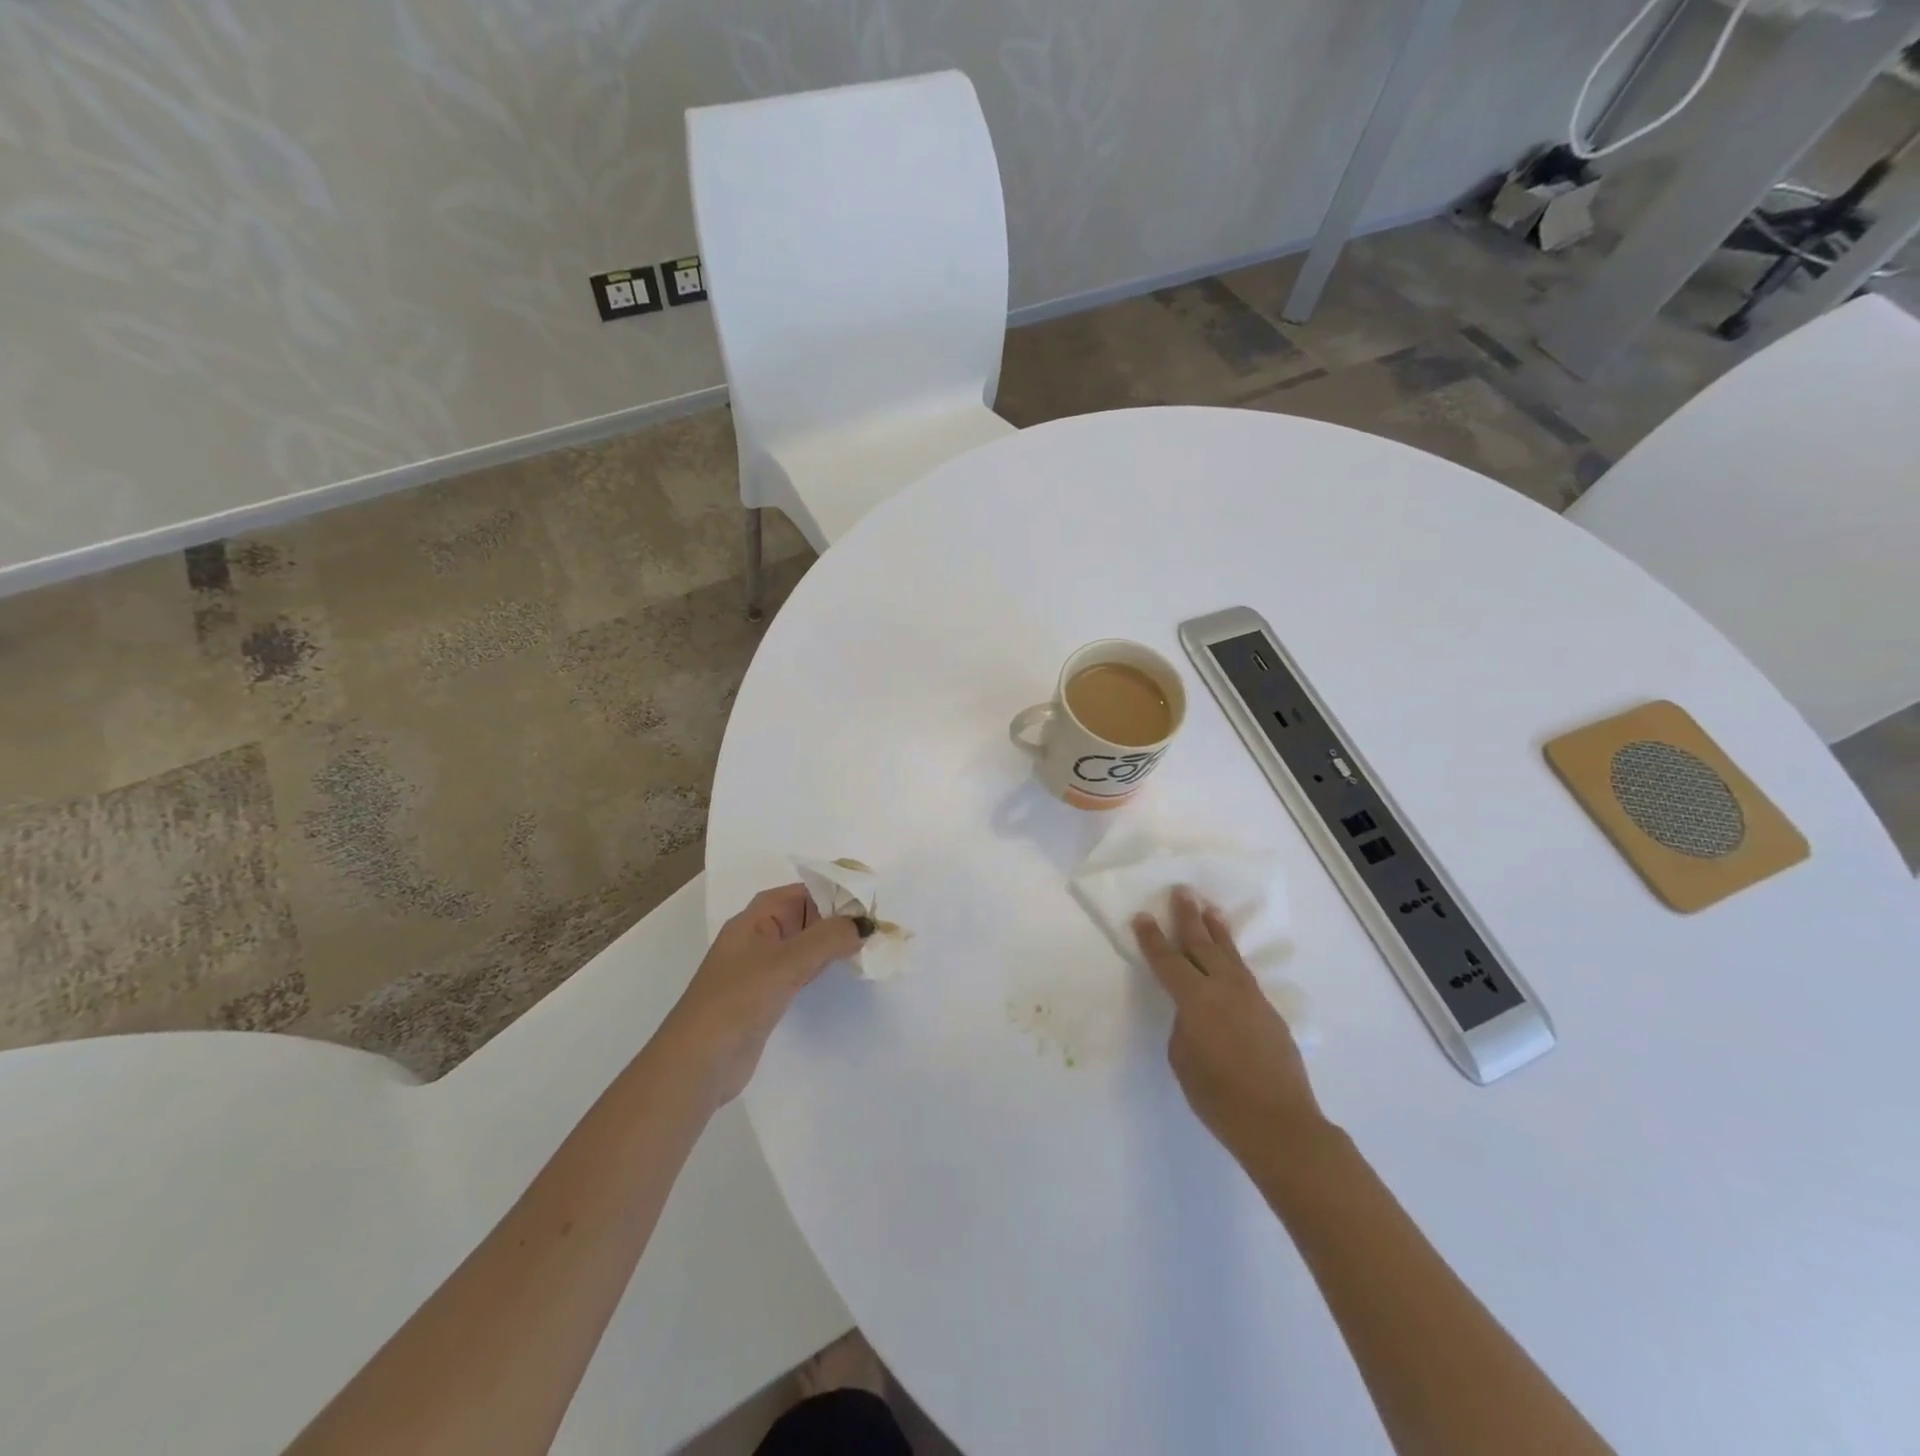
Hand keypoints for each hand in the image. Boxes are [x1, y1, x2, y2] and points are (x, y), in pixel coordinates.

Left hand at [663, 884, 864, 1108]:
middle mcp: (760, 935)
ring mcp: (762, 966)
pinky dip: (824, 967)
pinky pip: (803, 970)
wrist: (698, 1063)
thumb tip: (865, 924)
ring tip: (871, 947)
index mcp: (757, 916)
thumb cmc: (739, 1000)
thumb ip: (829, 938)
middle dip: (841, 919)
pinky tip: (844, 972)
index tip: (874, 903)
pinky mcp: (767, 995)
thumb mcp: (787, 962)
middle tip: (880, 927)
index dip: (839, 893)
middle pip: (808, 916)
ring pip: (807, 944)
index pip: (806, 891)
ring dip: (835, 943)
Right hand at [1133, 887, 1326, 1162]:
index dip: (1152, 938)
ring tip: (1210, 908)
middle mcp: (1223, 988)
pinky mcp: (1269, 1012)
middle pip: (1202, 944)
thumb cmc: (1218, 1097)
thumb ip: (1184, 1025)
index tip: (1142, 915)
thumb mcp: (1183, 1059)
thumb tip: (1195, 1013)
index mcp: (1195, 999)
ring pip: (1229, 954)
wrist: (1280, 1123)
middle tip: (1182, 891)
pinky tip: (1230, 956)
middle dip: (1188, 917)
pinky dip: (1233, 957)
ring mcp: (1251, 998)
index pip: (1167, 960)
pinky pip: (1244, 974)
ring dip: (1217, 930)